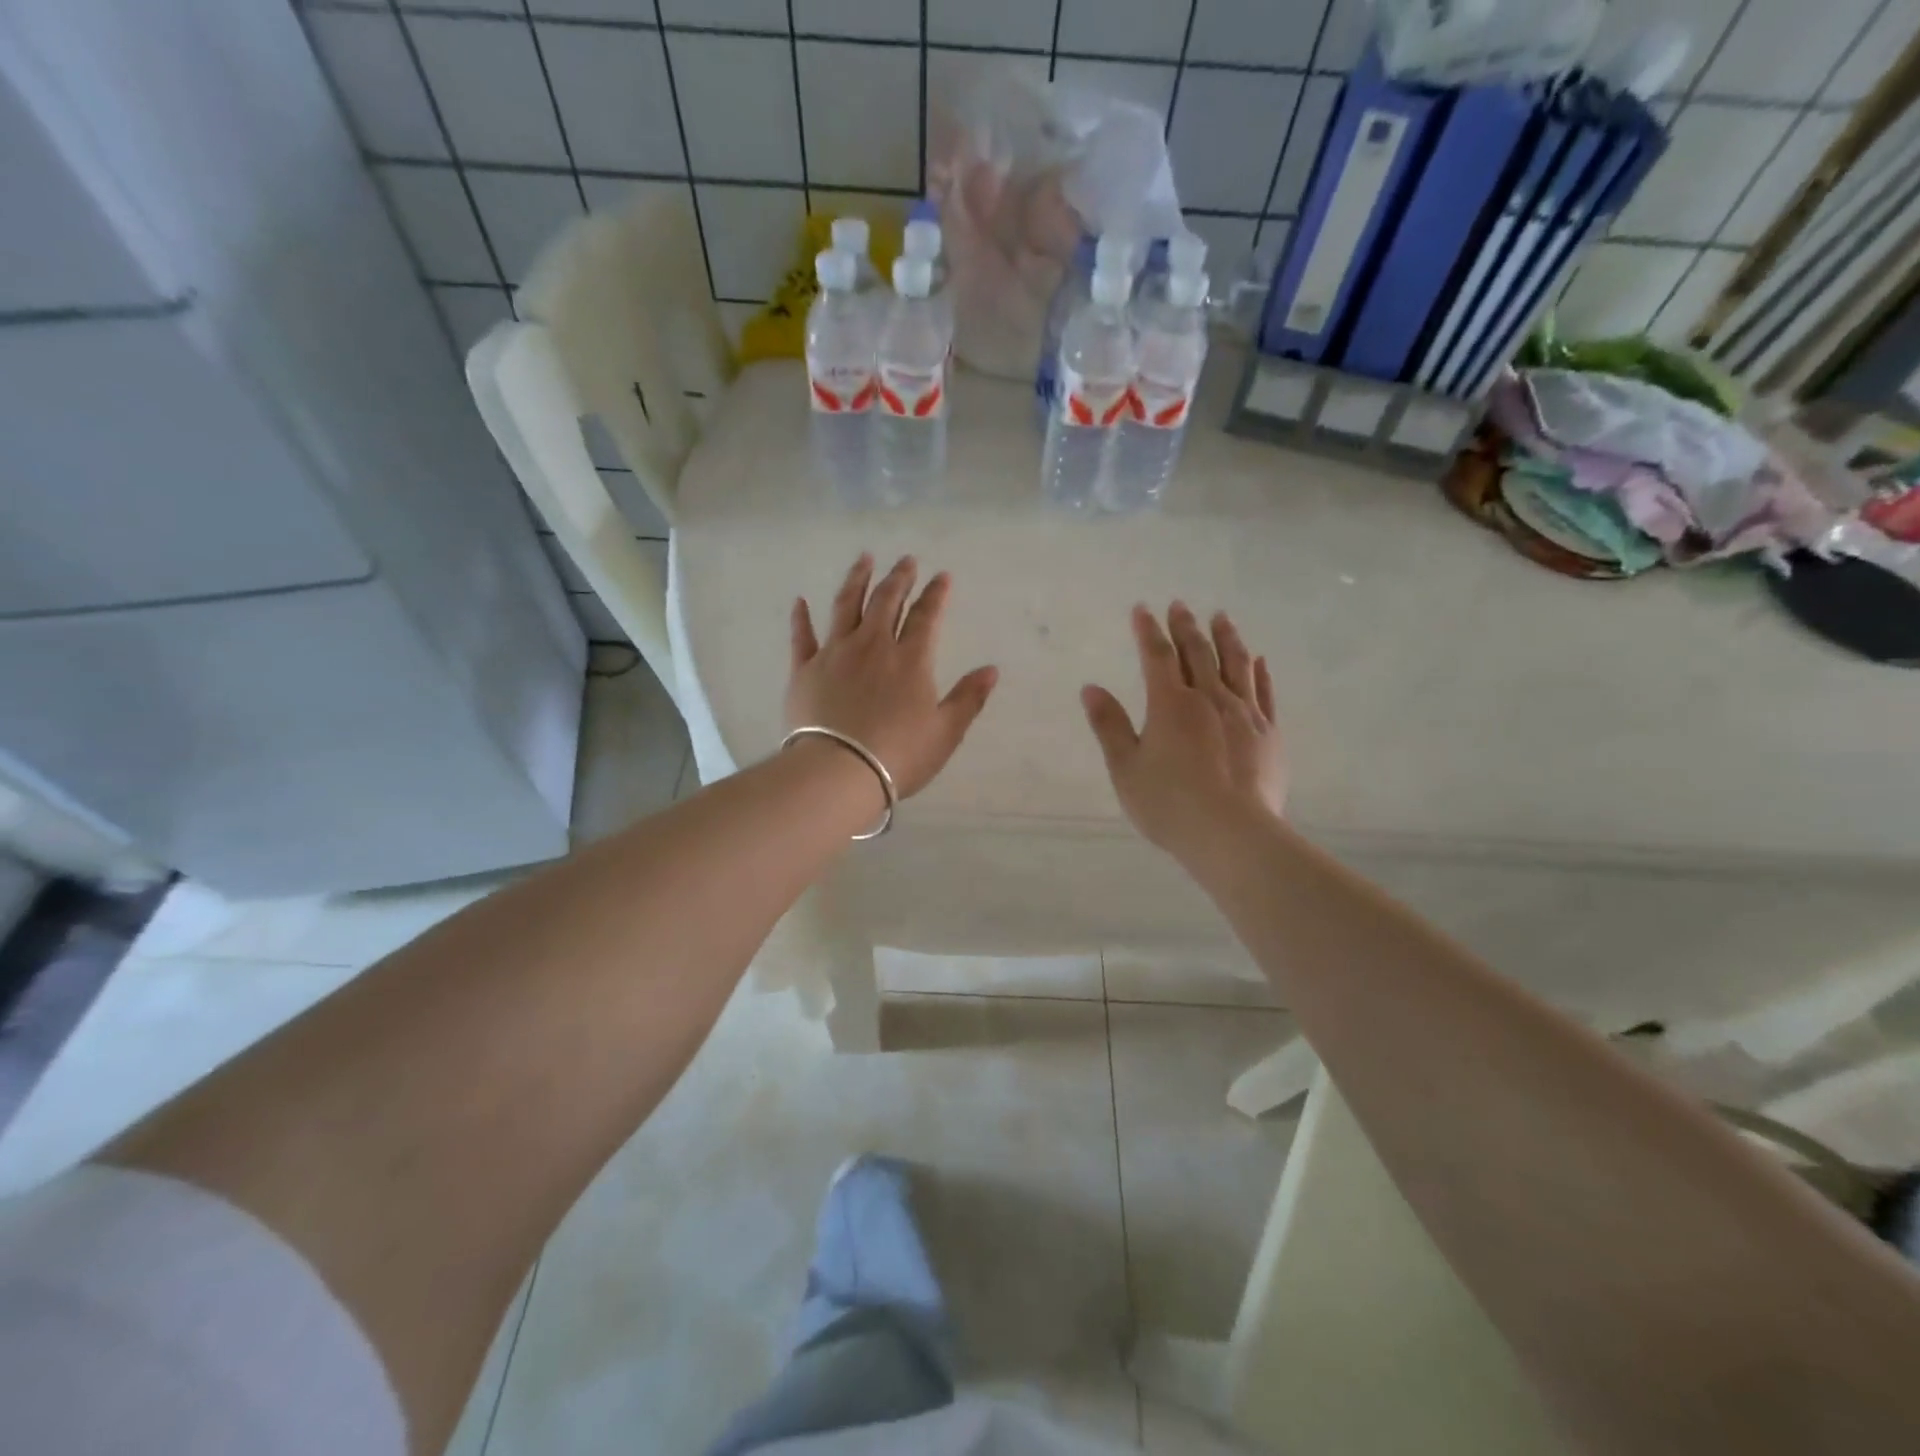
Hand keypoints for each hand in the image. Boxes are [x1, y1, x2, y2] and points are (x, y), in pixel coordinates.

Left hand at [787, 554, 999, 798]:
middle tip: (906, 560)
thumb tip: (991, 670)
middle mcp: (873, 646)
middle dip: (899, 578)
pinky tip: (800, 601)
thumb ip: (968, 699)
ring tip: (864, 559)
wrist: (838, 772)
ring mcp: (835, 654)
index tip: (942, 576)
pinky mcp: (804, 669)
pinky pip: (802, 636)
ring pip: (846, 606)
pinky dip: (801, 617)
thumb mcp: (945, 732)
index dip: (936, 594)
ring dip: (857, 580)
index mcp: (910, 660)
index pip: (926, 617)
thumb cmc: (898, 756)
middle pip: (887, 602)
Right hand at [1081, 603, 1286, 860]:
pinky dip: (1260, 673)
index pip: (1157, 656)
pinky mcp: (1269, 734)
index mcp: (1171, 704)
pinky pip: (1265, 693)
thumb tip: (1091, 688)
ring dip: (1226, 638)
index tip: (1142, 609)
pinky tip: (1259, 660)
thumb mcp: (1126, 768)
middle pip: (1198, 653)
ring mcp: (1245, 714)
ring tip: (1221, 618)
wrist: (1232, 834)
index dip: (1148, 631)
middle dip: (1186, 627)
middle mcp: (1210, 699)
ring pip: (1236, 665)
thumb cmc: (1169, 804)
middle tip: (1180, 605)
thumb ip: (1110, 725)